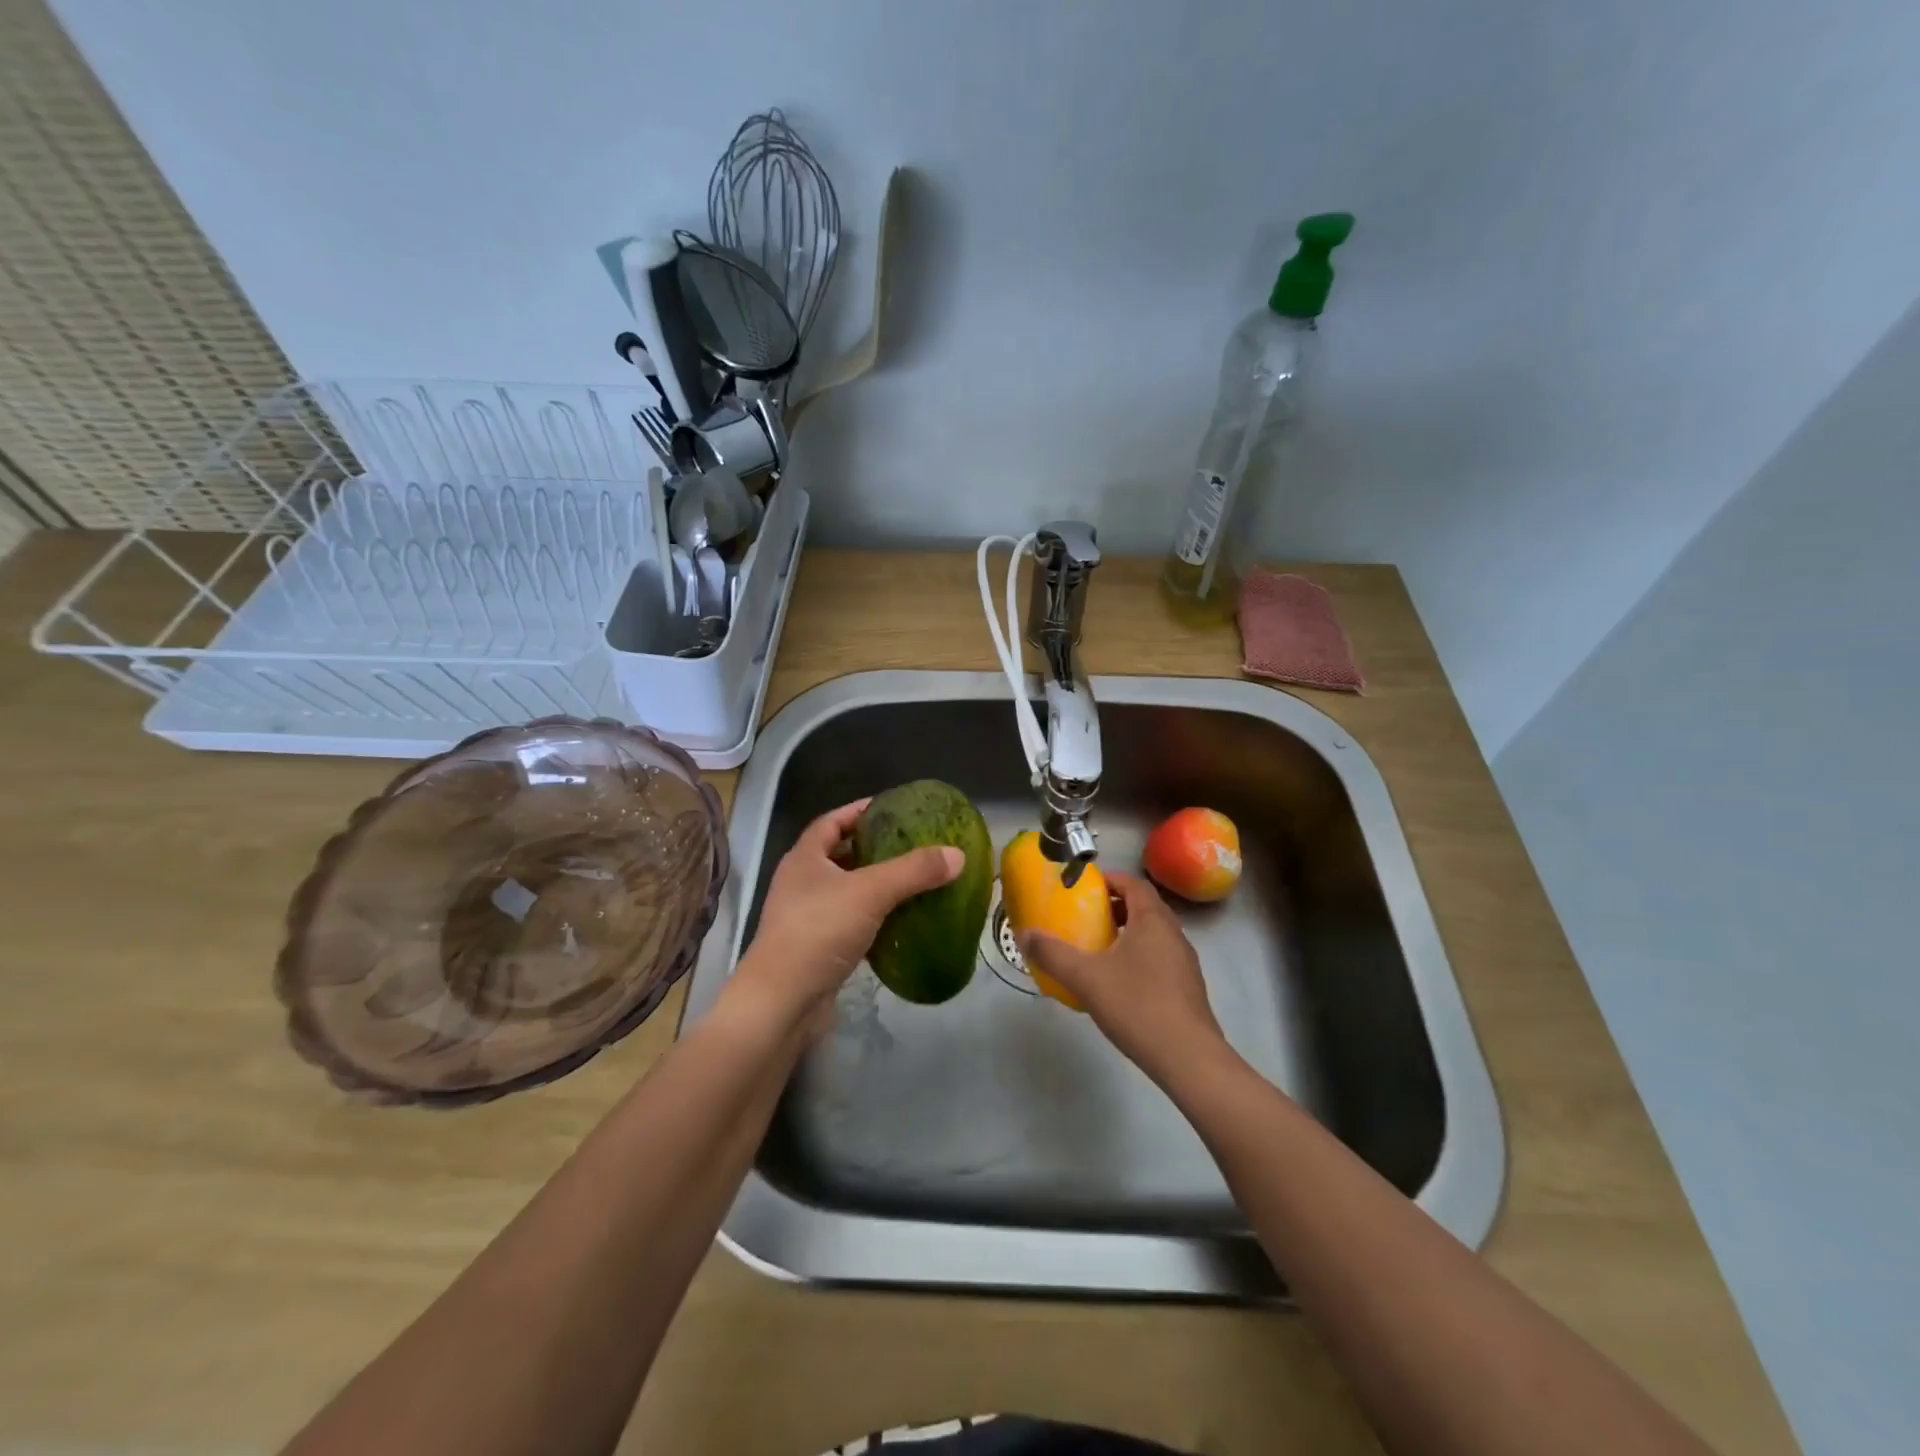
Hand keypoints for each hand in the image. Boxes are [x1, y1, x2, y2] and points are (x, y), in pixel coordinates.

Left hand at [726, 799, 962, 1037]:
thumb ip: (914, 871)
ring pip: (848, 892)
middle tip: (913, 845)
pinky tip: (902, 922)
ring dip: (877, 886)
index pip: (832, 821)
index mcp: (805, 858)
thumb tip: (957, 854)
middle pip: (841, 855)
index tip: (894, 808)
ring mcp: (807, 918)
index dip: (860, 811)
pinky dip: (875, 919)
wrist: (782, 1003)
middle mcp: (802, 883)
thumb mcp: (871, 892)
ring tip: (914, 881)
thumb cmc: (819, 932)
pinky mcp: (818, 949)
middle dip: (875, 849)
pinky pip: (851, 924)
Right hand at [1020, 871, 1230, 1086]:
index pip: (1134, 884)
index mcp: (1152, 920)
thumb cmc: (1137, 1005)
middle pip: (1145, 907)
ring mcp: (1185, 962)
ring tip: (1100, 949)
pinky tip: (1121, 983)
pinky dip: (1140, 957)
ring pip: (1154, 934)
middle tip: (1088, 917)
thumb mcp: (1085, 978)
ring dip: (1129, 933)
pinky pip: (1161, 958)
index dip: (1110, 880)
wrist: (1188, 1058)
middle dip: (1117, 906)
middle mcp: (1174, 933)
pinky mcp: (1189, 988)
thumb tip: (1023, 934)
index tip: (1085, 888)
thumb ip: (1053, 954)